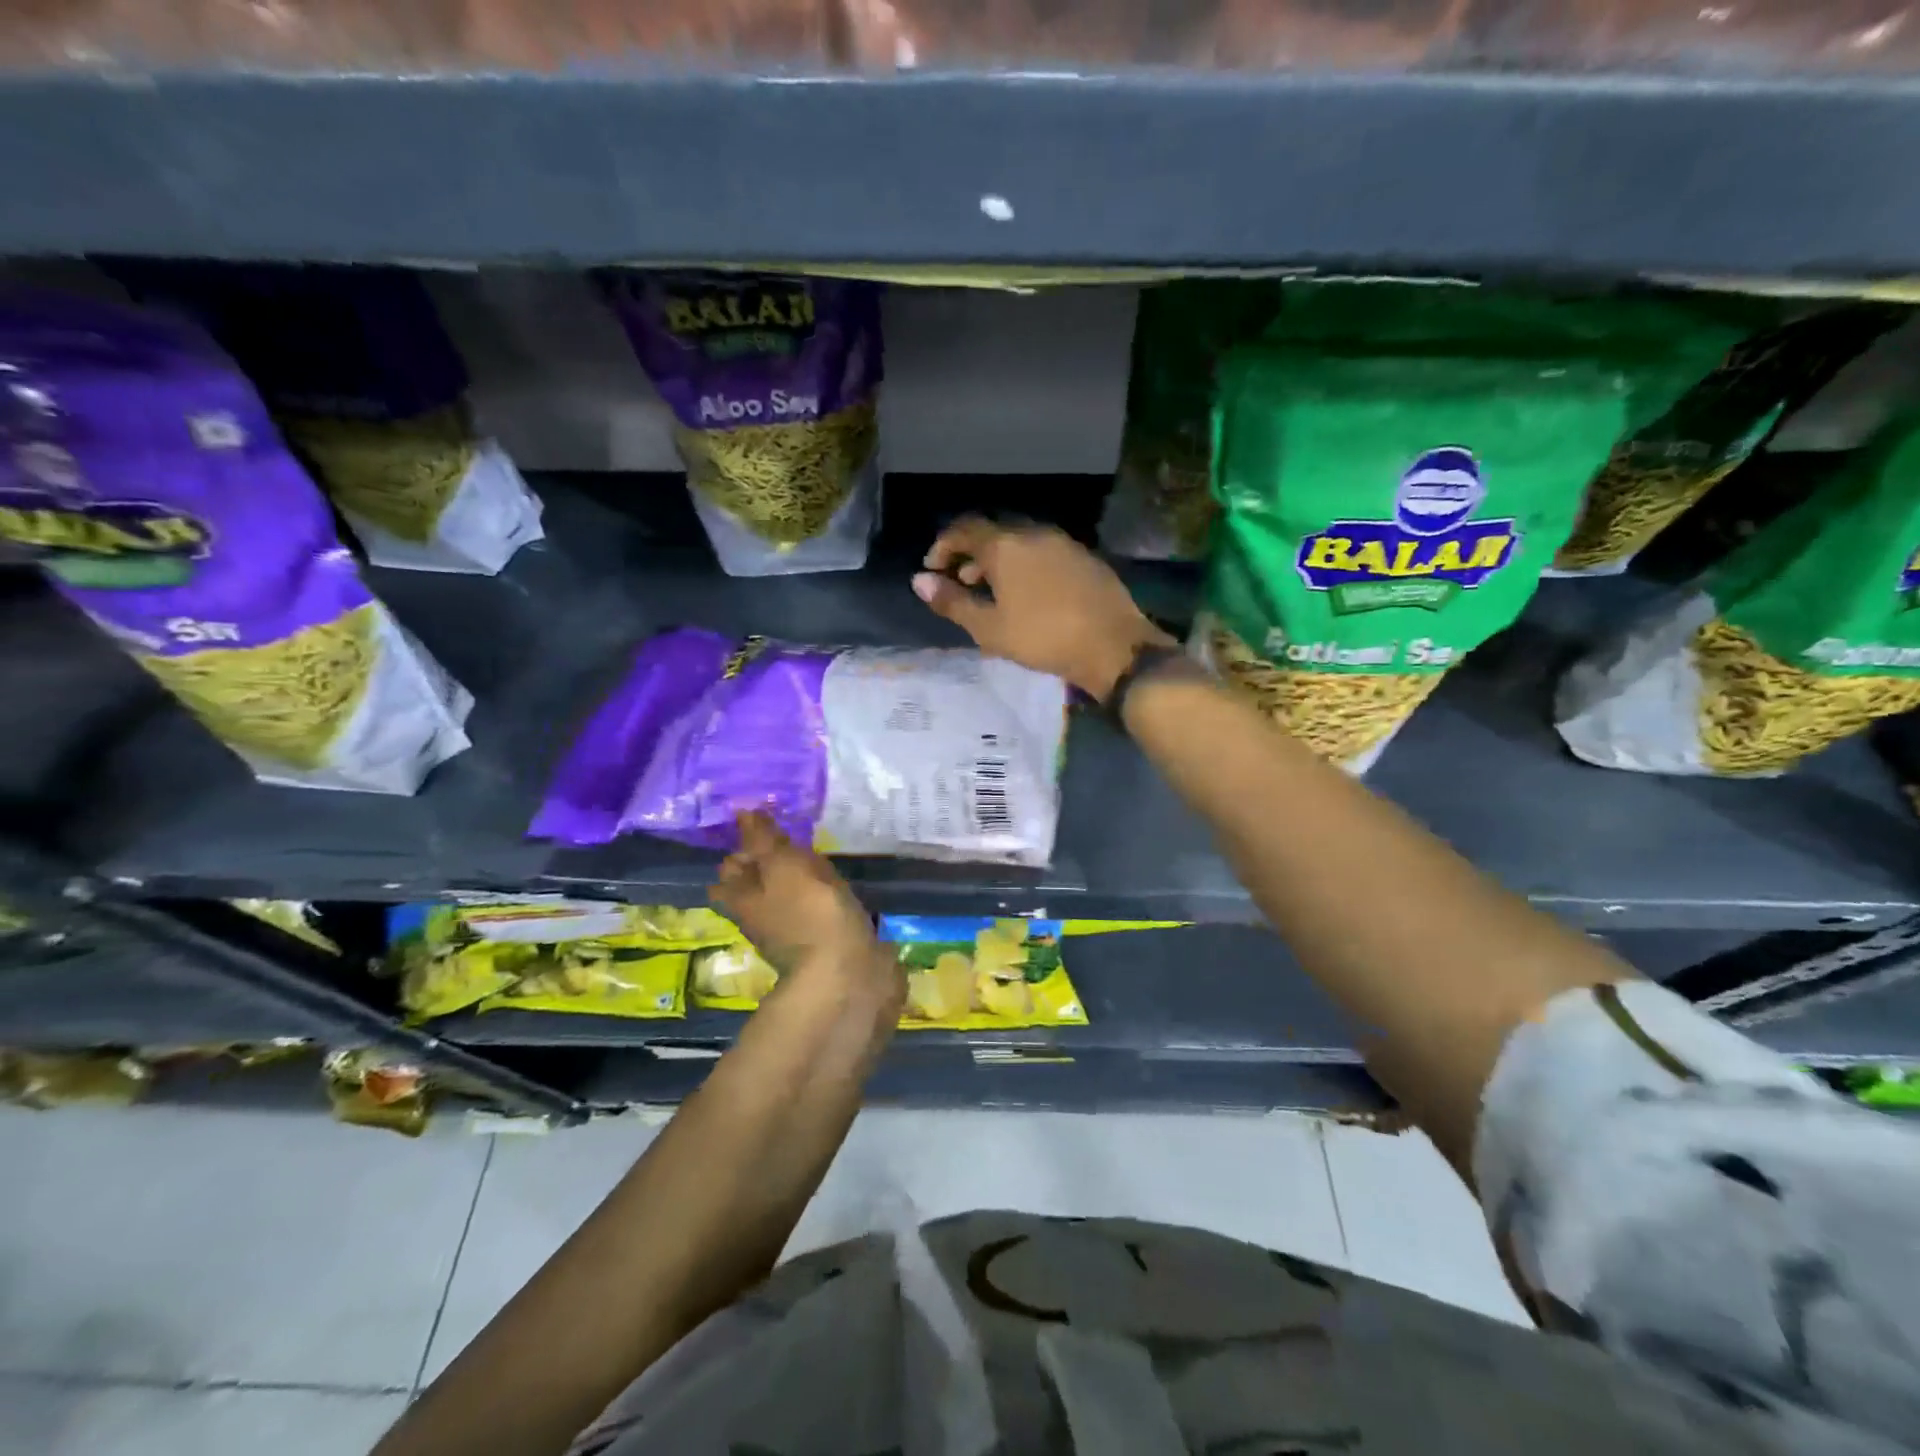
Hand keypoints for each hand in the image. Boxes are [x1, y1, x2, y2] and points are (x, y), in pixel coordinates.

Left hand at [710, 811, 893, 994]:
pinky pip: (812, 909)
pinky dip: (817, 895)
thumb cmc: (809, 912)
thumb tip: (742, 811)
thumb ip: (764, 838)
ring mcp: (790, 929)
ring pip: (782, 896)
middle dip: (763, 863)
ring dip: (792, 878)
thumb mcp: (783, 865)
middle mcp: (759, 914)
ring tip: (812, 855)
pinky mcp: (821, 939)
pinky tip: (833, 882)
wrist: (847, 973)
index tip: (760, 825)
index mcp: (742, 897)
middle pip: (753, 884)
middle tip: (785, 837)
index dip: (741, 846)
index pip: (730, 867)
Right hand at [912, 516, 1174, 700]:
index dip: (943, 546)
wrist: (1112, 645)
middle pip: (993, 534)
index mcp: (1006, 545)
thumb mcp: (989, 628)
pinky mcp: (1085, 559)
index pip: (964, 529)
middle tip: (961, 584)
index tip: (933, 570)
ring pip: (1020, 543)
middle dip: (971, 555)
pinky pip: (1043, 554)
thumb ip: (952, 602)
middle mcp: (1034, 533)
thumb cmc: (1042, 638)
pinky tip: (1028, 596)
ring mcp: (1064, 543)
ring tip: (992, 594)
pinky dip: (1025, 566)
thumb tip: (920, 581)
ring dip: (999, 562)